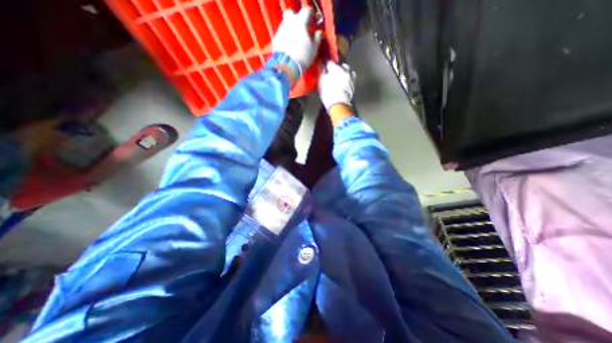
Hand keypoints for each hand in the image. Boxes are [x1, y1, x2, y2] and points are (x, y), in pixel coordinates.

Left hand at [270, 8, 321, 75]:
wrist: (287, 67)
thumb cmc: (302, 57)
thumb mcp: (314, 48)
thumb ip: (317, 38)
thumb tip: (318, 33)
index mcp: (300, 22)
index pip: (307, 11)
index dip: (312, 16)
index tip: (314, 22)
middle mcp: (289, 22)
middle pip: (293, 14)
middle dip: (298, 19)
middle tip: (303, 28)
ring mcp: (281, 30)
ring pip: (286, 24)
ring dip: (292, 28)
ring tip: (296, 39)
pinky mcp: (276, 39)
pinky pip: (282, 34)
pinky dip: (286, 37)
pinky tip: (290, 45)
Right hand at [319, 60, 356, 110]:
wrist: (339, 105)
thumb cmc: (328, 93)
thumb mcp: (321, 82)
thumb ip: (321, 71)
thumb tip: (320, 63)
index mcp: (335, 68)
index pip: (329, 62)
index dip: (325, 64)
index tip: (323, 66)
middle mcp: (344, 70)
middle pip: (340, 65)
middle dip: (336, 68)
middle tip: (332, 73)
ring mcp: (350, 77)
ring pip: (347, 70)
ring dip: (344, 72)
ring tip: (339, 77)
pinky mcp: (353, 85)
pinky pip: (351, 78)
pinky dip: (348, 78)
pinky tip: (344, 82)